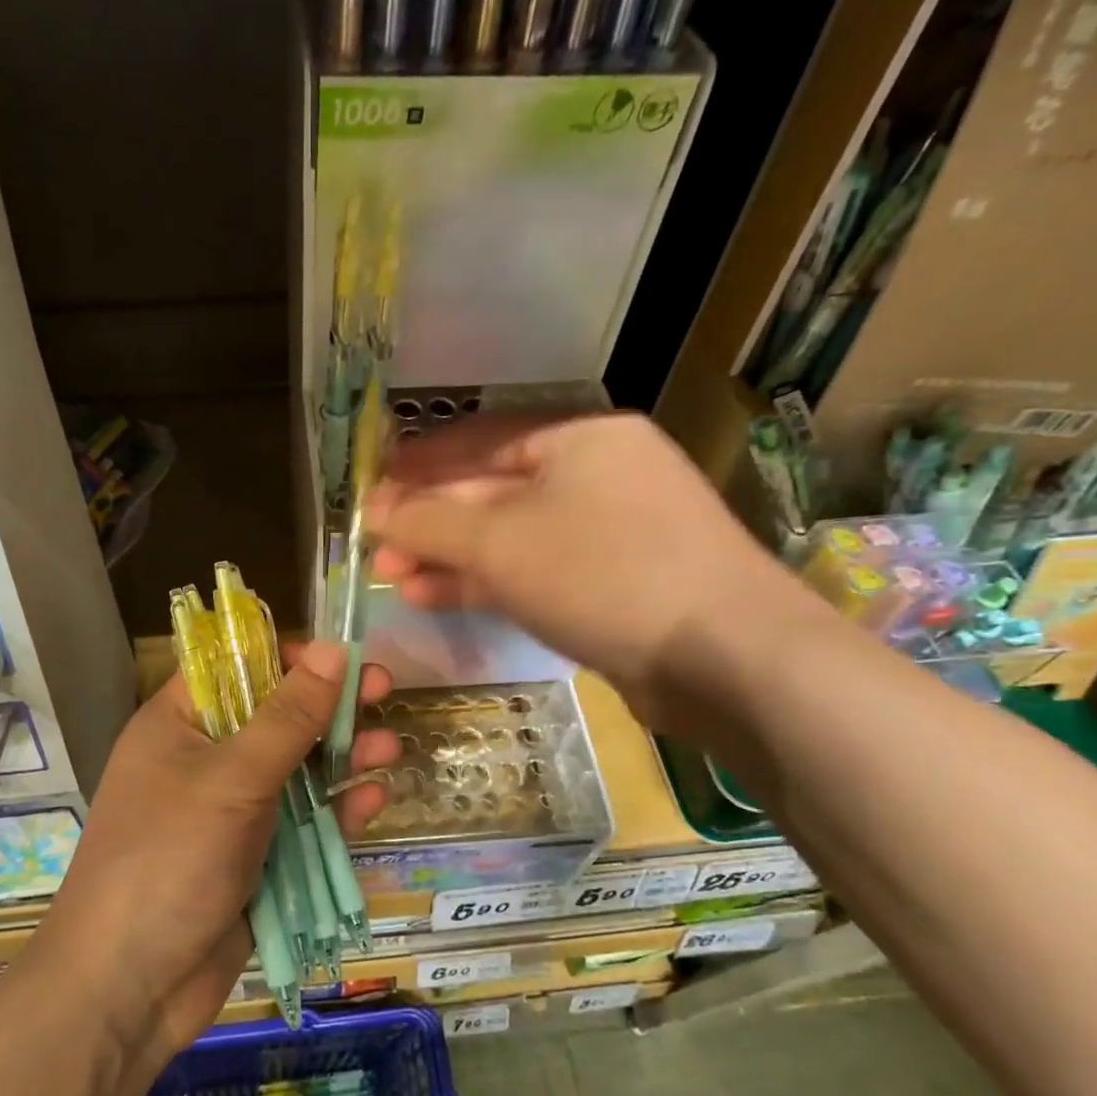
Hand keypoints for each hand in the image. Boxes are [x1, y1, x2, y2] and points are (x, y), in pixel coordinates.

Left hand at [30, 641, 397, 1066]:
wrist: (127, 990)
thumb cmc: (169, 860)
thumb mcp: (231, 779)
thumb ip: (287, 717)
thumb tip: (330, 649)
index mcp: (179, 724)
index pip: (236, 666)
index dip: (288, 655)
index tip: (340, 654)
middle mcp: (205, 759)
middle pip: (277, 716)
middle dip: (331, 705)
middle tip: (384, 690)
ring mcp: (231, 811)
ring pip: (297, 769)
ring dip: (344, 756)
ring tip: (389, 748)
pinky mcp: (255, 858)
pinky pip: (302, 822)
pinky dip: (336, 810)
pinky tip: (372, 801)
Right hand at [366, 412, 806, 726]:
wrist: (725, 657)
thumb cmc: (603, 573)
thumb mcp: (501, 542)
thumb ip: (430, 523)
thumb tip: (375, 513)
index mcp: (580, 437)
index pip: (481, 439)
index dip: (420, 463)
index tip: (371, 486)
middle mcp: (598, 474)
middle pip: (493, 489)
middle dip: (429, 518)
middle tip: (374, 545)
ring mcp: (611, 533)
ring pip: (511, 536)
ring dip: (450, 555)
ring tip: (391, 576)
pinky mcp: (614, 585)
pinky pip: (535, 571)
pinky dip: (486, 583)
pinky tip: (434, 597)